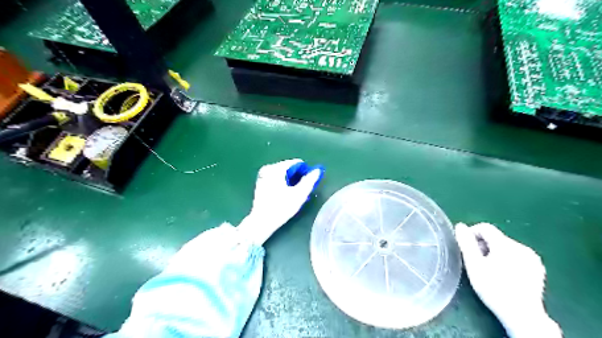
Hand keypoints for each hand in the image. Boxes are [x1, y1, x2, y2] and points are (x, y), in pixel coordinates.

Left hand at [239, 158, 324, 245]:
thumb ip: (309, 180)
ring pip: (283, 174)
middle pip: (289, 168)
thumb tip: (317, 170)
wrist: (261, 222)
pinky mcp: (261, 183)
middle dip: (298, 177)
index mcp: (276, 169)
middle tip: (303, 190)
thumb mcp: (299, 194)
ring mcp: (263, 175)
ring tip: (295, 194)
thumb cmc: (281, 208)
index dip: (305, 171)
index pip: (296, 163)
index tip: (309, 182)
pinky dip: (283, 183)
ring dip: (291, 181)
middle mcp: (268, 168)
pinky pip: (276, 178)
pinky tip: (286, 195)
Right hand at [457, 224, 559, 336]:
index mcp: (506, 244)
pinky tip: (503, 275)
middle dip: (482, 246)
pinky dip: (506, 260)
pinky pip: (516, 256)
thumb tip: (460, 226)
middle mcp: (522, 247)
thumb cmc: (493, 288)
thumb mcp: (474, 264)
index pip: (485, 227)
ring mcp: (532, 258)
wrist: (522, 315)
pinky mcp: (538, 269)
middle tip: (475, 262)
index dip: (471, 234)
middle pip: (495, 237)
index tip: (465, 248)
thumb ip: (466, 243)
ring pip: (505, 247)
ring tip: (488, 269)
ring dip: (494, 253)